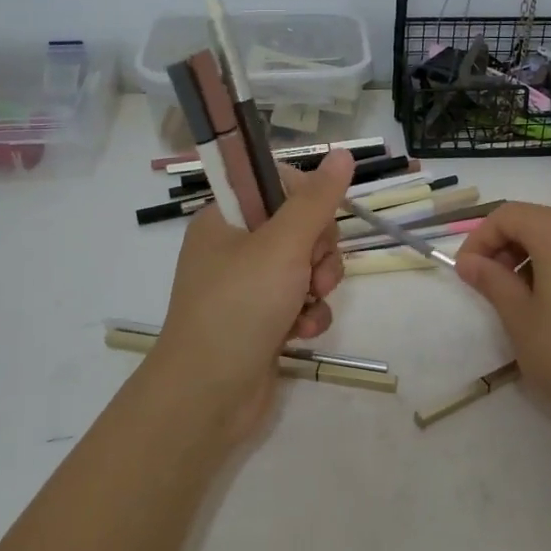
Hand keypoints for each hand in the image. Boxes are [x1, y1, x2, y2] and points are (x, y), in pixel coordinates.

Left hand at [145, 150, 355, 441]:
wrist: (207, 396)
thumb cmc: (240, 307)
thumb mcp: (282, 245)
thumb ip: (316, 200)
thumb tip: (343, 154)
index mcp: (227, 218)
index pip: (279, 185)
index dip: (308, 200)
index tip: (319, 222)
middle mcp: (235, 248)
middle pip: (300, 227)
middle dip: (318, 253)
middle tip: (311, 274)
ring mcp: (249, 287)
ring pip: (306, 267)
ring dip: (318, 287)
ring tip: (306, 308)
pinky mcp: (263, 320)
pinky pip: (300, 302)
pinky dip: (308, 315)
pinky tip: (301, 333)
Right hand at [454, 202, 550, 438]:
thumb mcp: (520, 318)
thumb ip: (492, 282)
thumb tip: (469, 262)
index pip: (507, 215)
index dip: (480, 239)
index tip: (466, 274)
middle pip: (533, 220)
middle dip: (503, 246)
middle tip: (489, 286)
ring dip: (528, 256)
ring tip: (518, 298)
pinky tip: (550, 302)